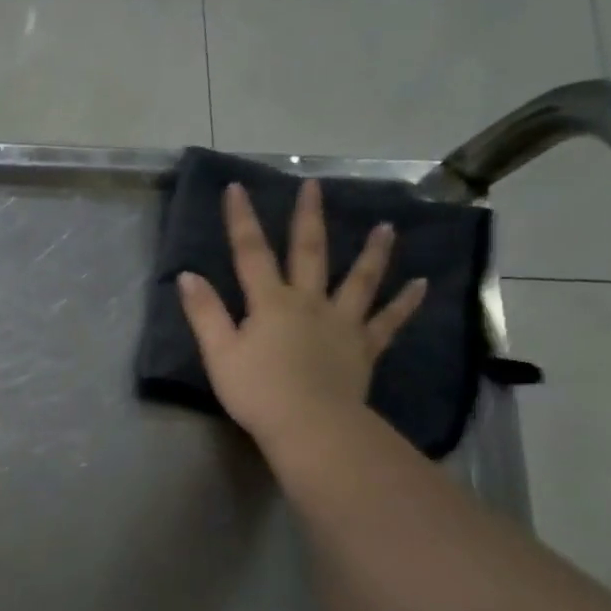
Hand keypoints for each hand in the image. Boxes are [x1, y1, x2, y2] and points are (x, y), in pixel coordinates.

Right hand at [177, 181, 427, 450]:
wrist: (310, 425)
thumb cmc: (257, 391)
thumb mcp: (219, 353)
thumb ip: (205, 313)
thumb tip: (188, 275)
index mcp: (270, 303)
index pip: (251, 253)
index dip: (242, 220)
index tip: (237, 188)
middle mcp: (309, 302)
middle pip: (308, 253)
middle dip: (308, 218)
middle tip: (314, 186)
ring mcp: (342, 323)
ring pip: (359, 280)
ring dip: (372, 252)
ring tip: (386, 227)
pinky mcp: (364, 348)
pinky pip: (388, 322)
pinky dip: (405, 303)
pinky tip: (422, 285)